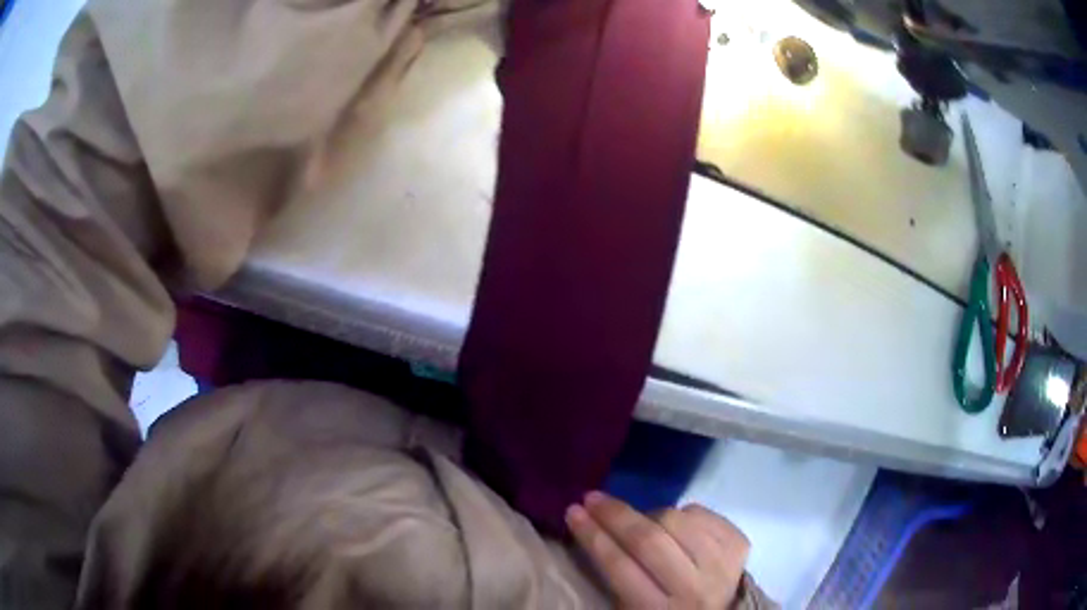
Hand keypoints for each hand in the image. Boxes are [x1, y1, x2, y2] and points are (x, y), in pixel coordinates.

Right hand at [566, 491, 749, 608]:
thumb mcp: (633, 609)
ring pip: (678, 522)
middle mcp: (693, 588)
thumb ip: (618, 579)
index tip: (572, 512)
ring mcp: (722, 565)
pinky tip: (673, 522)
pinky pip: (704, 514)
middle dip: (615, 515)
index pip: (620, 567)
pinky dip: (684, 513)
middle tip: (592, 498)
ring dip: (649, 513)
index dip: (593, 536)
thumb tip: (596, 530)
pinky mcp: (739, 546)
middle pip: (650, 541)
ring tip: (636, 518)